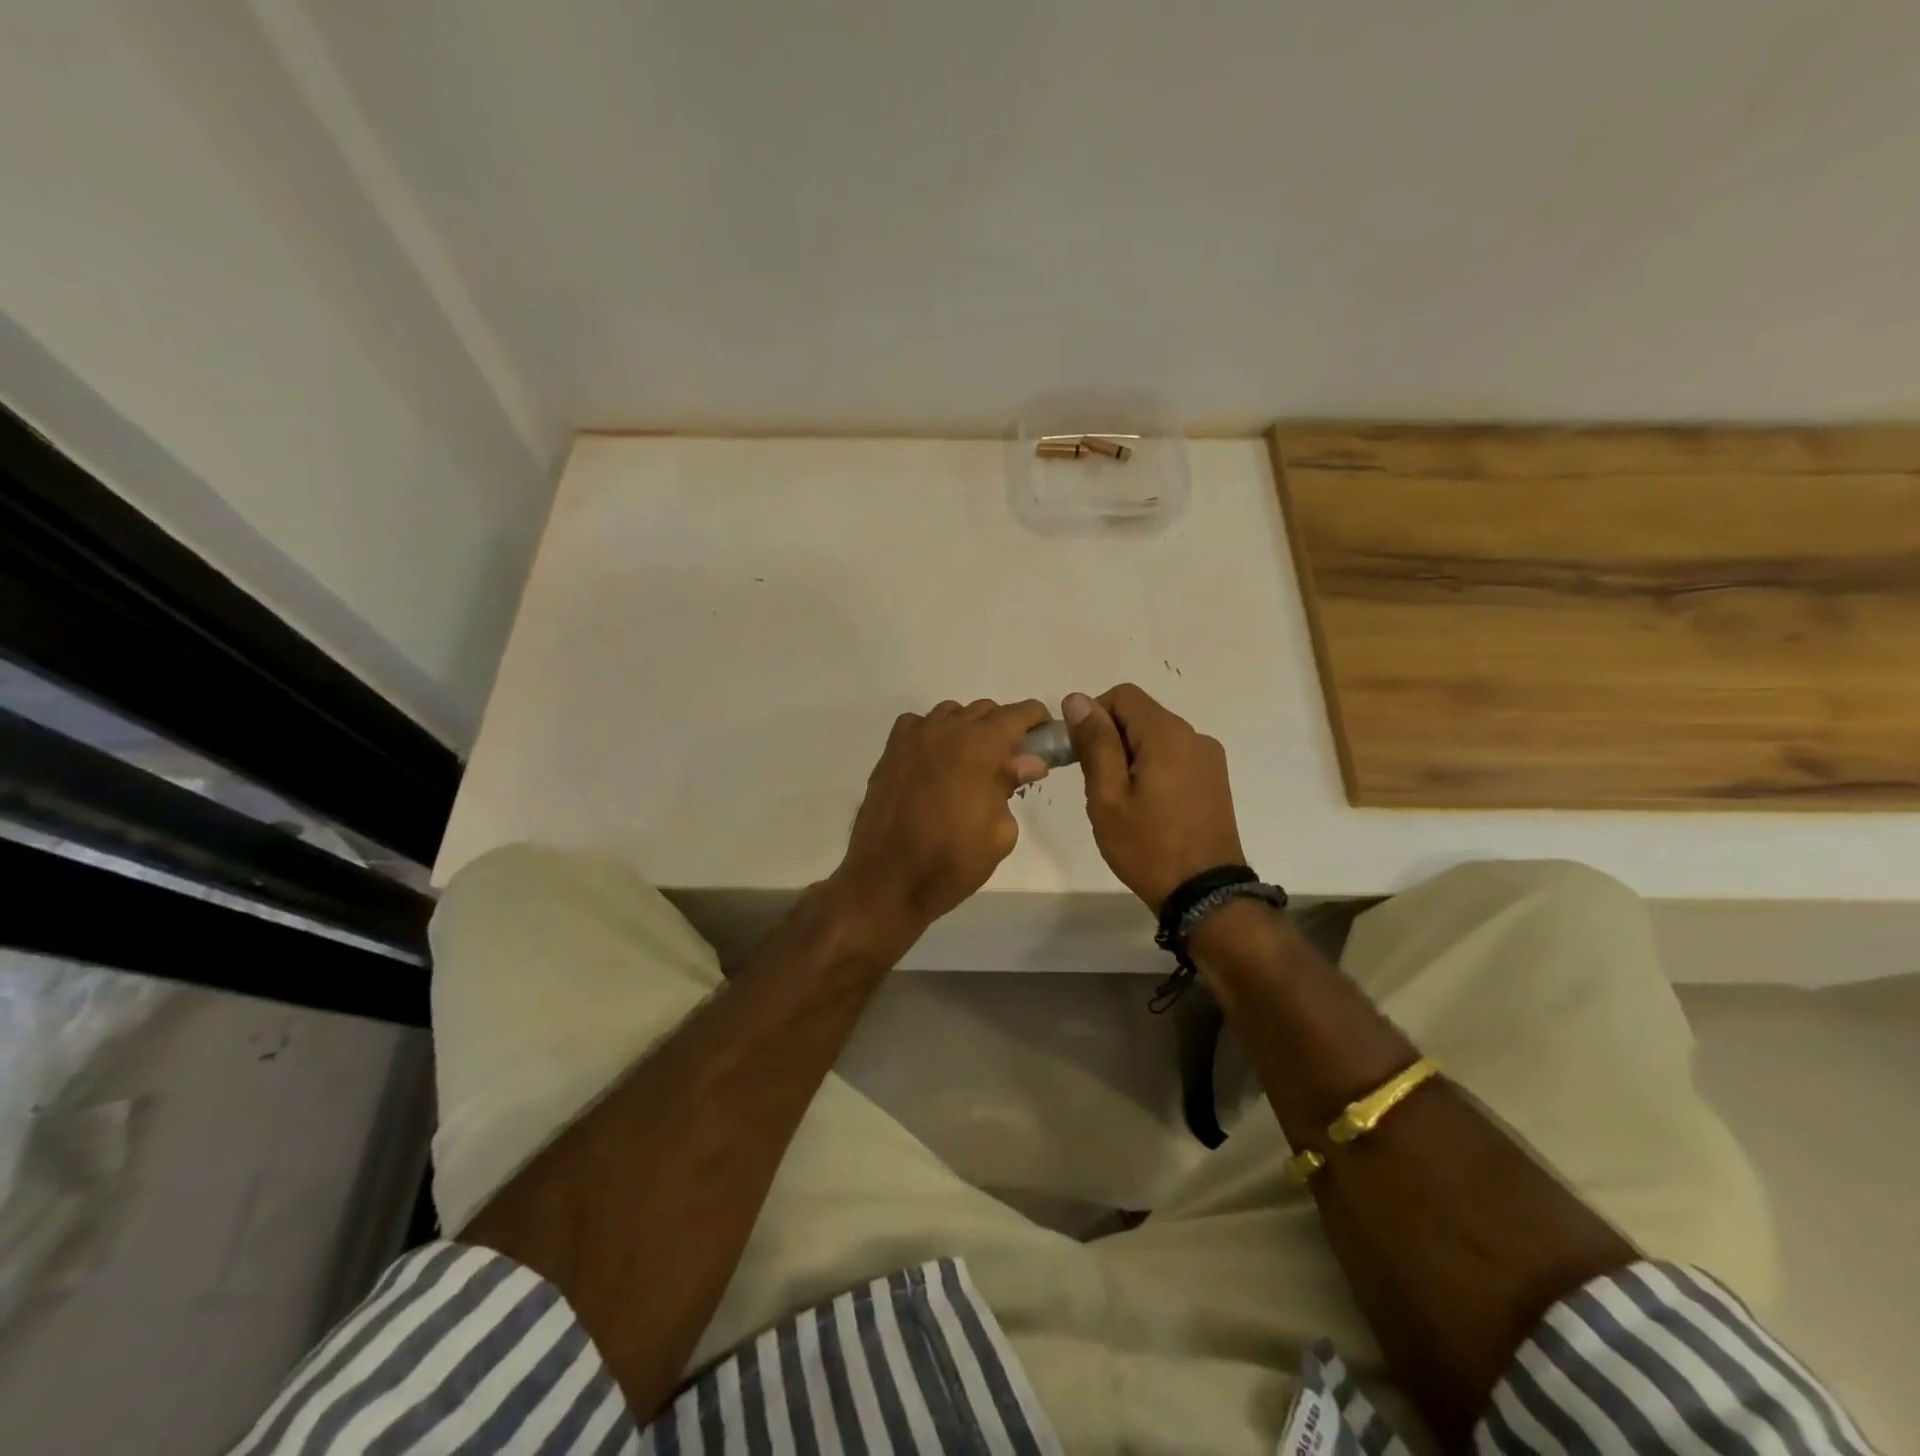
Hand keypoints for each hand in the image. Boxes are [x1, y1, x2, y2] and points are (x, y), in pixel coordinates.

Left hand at [832, 698, 1051, 931]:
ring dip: (969, 727)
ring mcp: (912, 740)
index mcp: (978, 748)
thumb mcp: (999, 832)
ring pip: (950, 713)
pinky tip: (936, 758)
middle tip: (1012, 757)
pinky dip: (933, 731)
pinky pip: (917, 724)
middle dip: (1004, 726)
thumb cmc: (951, 861)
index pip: (1015, 715)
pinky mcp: (889, 754)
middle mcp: (944, 732)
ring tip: (974, 759)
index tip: (1045, 731)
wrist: (887, 881)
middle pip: (983, 710)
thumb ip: (1012, 785)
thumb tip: (1028, 761)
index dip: (1035, 717)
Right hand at [1064, 684, 1246, 912]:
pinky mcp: (1214, 781)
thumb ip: (1094, 743)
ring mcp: (1209, 759)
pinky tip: (1146, 807)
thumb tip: (1077, 699)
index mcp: (1167, 734)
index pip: (1122, 695)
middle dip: (1110, 739)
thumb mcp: (1108, 795)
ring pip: (1156, 738)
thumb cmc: (1147, 846)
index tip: (1079, 752)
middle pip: (1140, 715)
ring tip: (1121, 801)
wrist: (1204, 895)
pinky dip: (1152, 769)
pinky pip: (1174, 758)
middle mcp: (1194, 736)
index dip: (1093, 715)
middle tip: (1096, 784)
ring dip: (1130, 756)